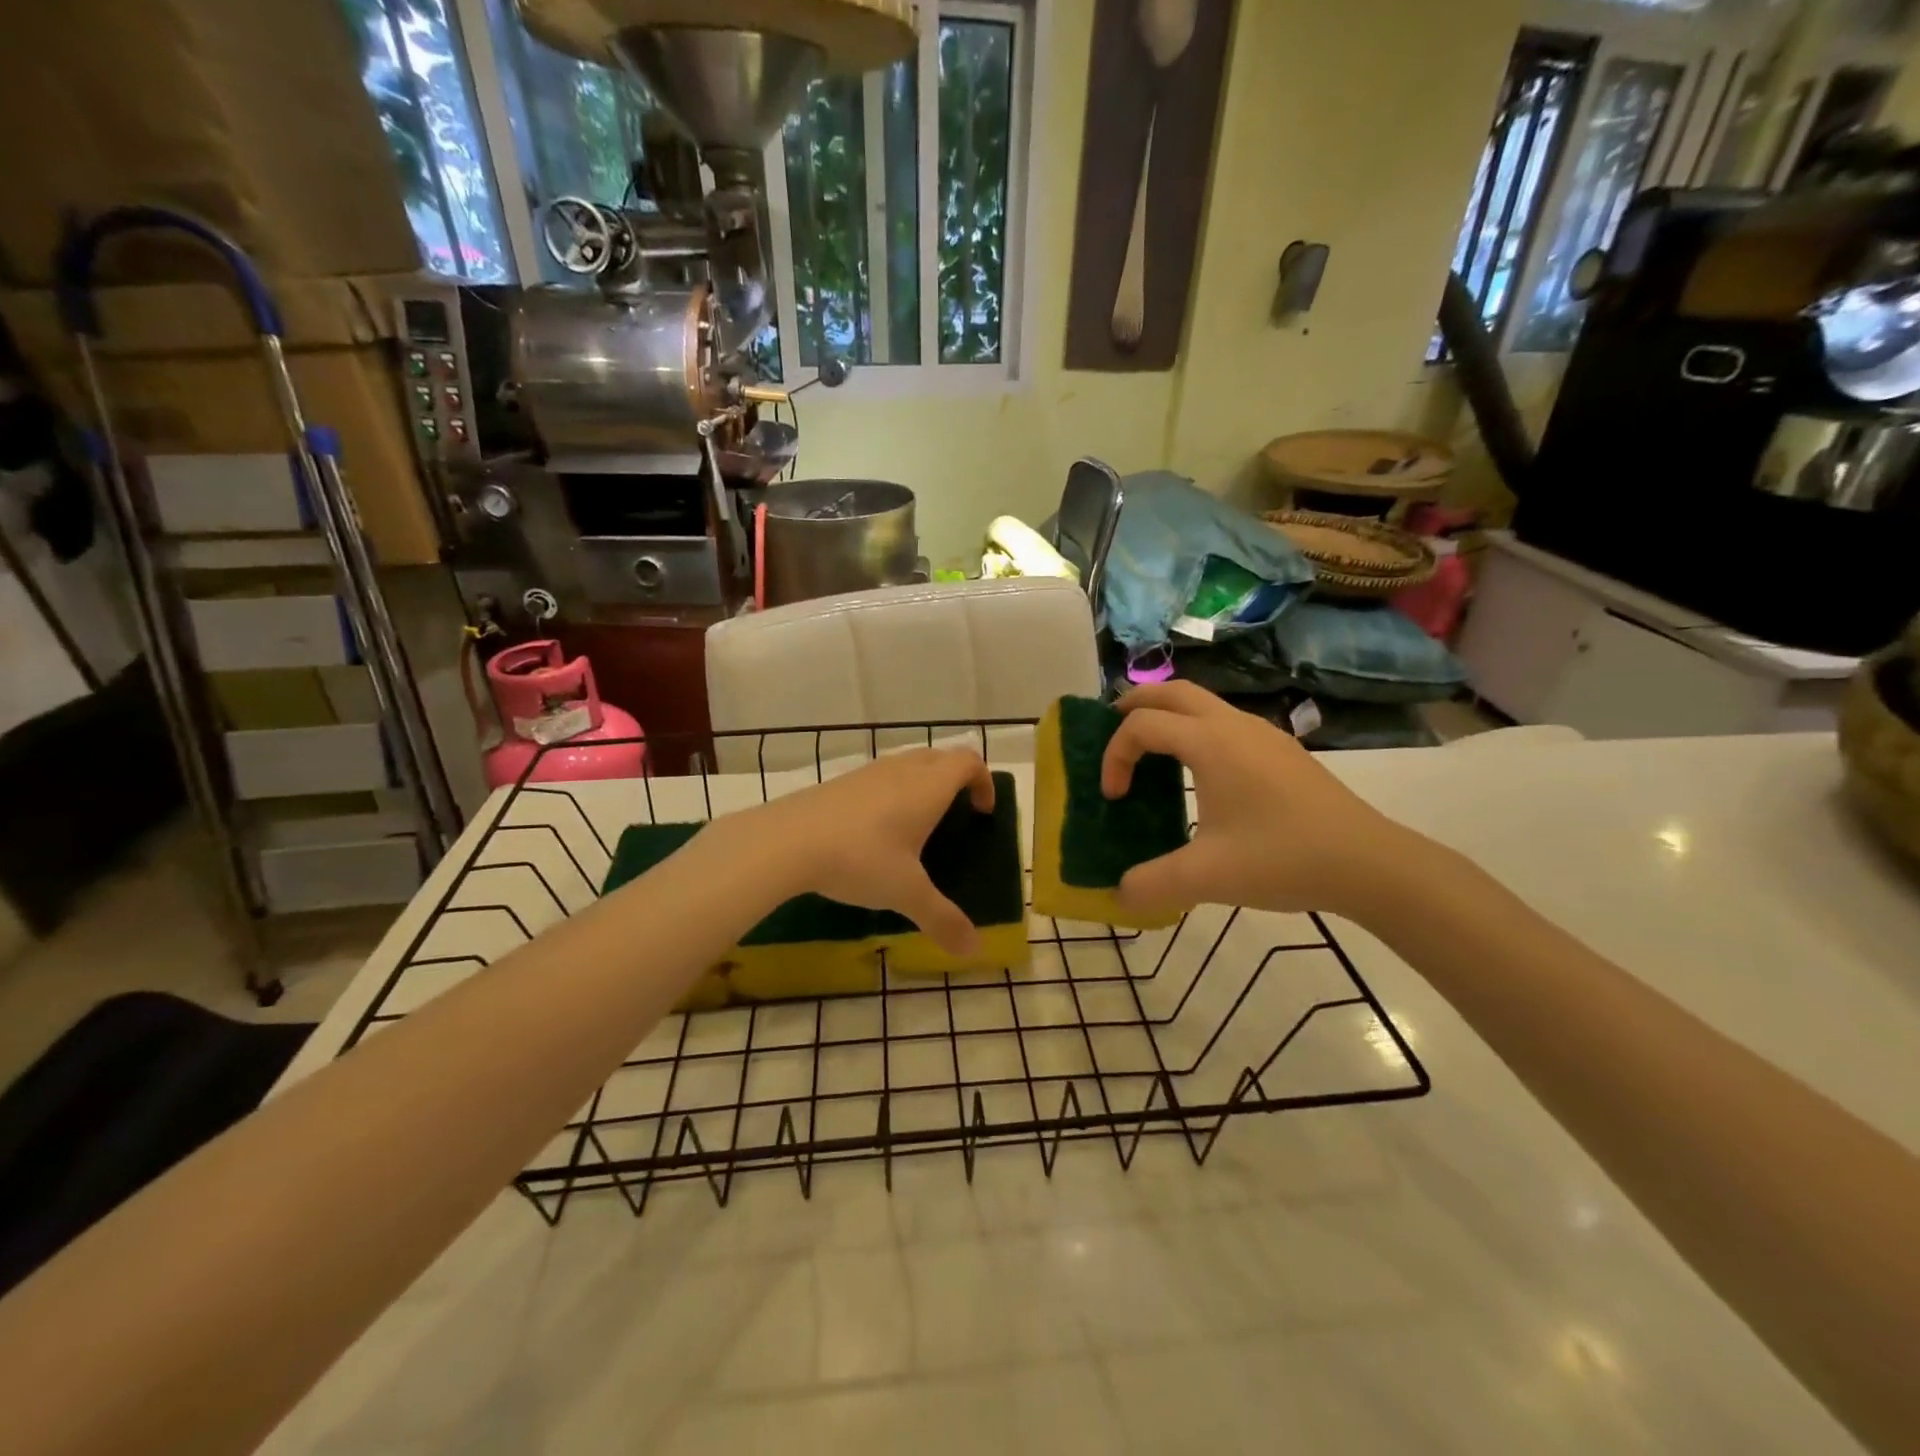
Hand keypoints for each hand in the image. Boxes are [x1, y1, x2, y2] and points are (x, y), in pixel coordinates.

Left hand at [750, 748, 995, 955]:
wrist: (786, 841)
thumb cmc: (860, 858)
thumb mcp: (906, 893)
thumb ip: (942, 919)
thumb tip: (973, 949)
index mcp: (928, 787)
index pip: (968, 762)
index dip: (984, 781)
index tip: (983, 811)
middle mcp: (901, 771)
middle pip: (940, 757)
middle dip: (955, 778)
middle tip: (956, 814)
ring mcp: (867, 773)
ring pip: (906, 764)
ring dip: (921, 783)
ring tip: (916, 824)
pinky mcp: (839, 783)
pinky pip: (878, 778)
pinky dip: (890, 793)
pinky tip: (875, 831)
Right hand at [1100, 682, 1423, 920]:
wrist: (1369, 863)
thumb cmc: (1283, 859)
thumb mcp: (1207, 877)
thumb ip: (1152, 884)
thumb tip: (1119, 894)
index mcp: (1210, 743)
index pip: (1143, 726)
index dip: (1115, 756)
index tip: (1114, 798)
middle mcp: (1234, 725)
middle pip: (1172, 691)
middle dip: (1134, 705)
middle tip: (1110, 731)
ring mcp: (1262, 734)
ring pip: (1202, 702)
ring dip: (1167, 715)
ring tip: (1150, 750)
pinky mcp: (1281, 750)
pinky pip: (1224, 722)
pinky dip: (1194, 730)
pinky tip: (1200, 773)